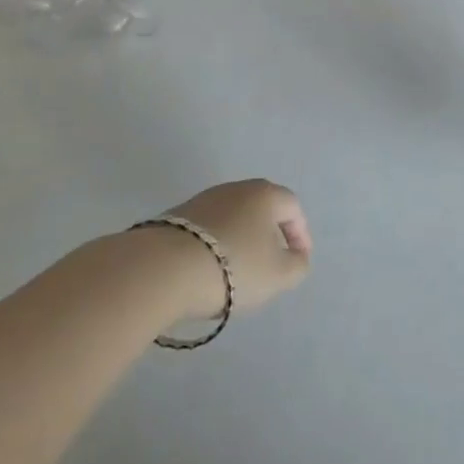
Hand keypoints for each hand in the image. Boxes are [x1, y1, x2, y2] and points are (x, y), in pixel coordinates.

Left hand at [148, 179, 312, 322]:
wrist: (163, 268)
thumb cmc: (233, 266)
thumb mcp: (279, 274)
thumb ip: (297, 265)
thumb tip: (296, 256)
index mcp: (265, 194)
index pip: (292, 207)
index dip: (300, 234)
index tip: (299, 259)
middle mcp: (236, 188)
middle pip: (261, 208)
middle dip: (270, 234)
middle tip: (271, 262)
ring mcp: (203, 200)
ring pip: (233, 217)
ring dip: (241, 239)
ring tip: (238, 270)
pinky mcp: (176, 217)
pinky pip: (207, 229)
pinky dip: (215, 245)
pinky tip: (209, 269)